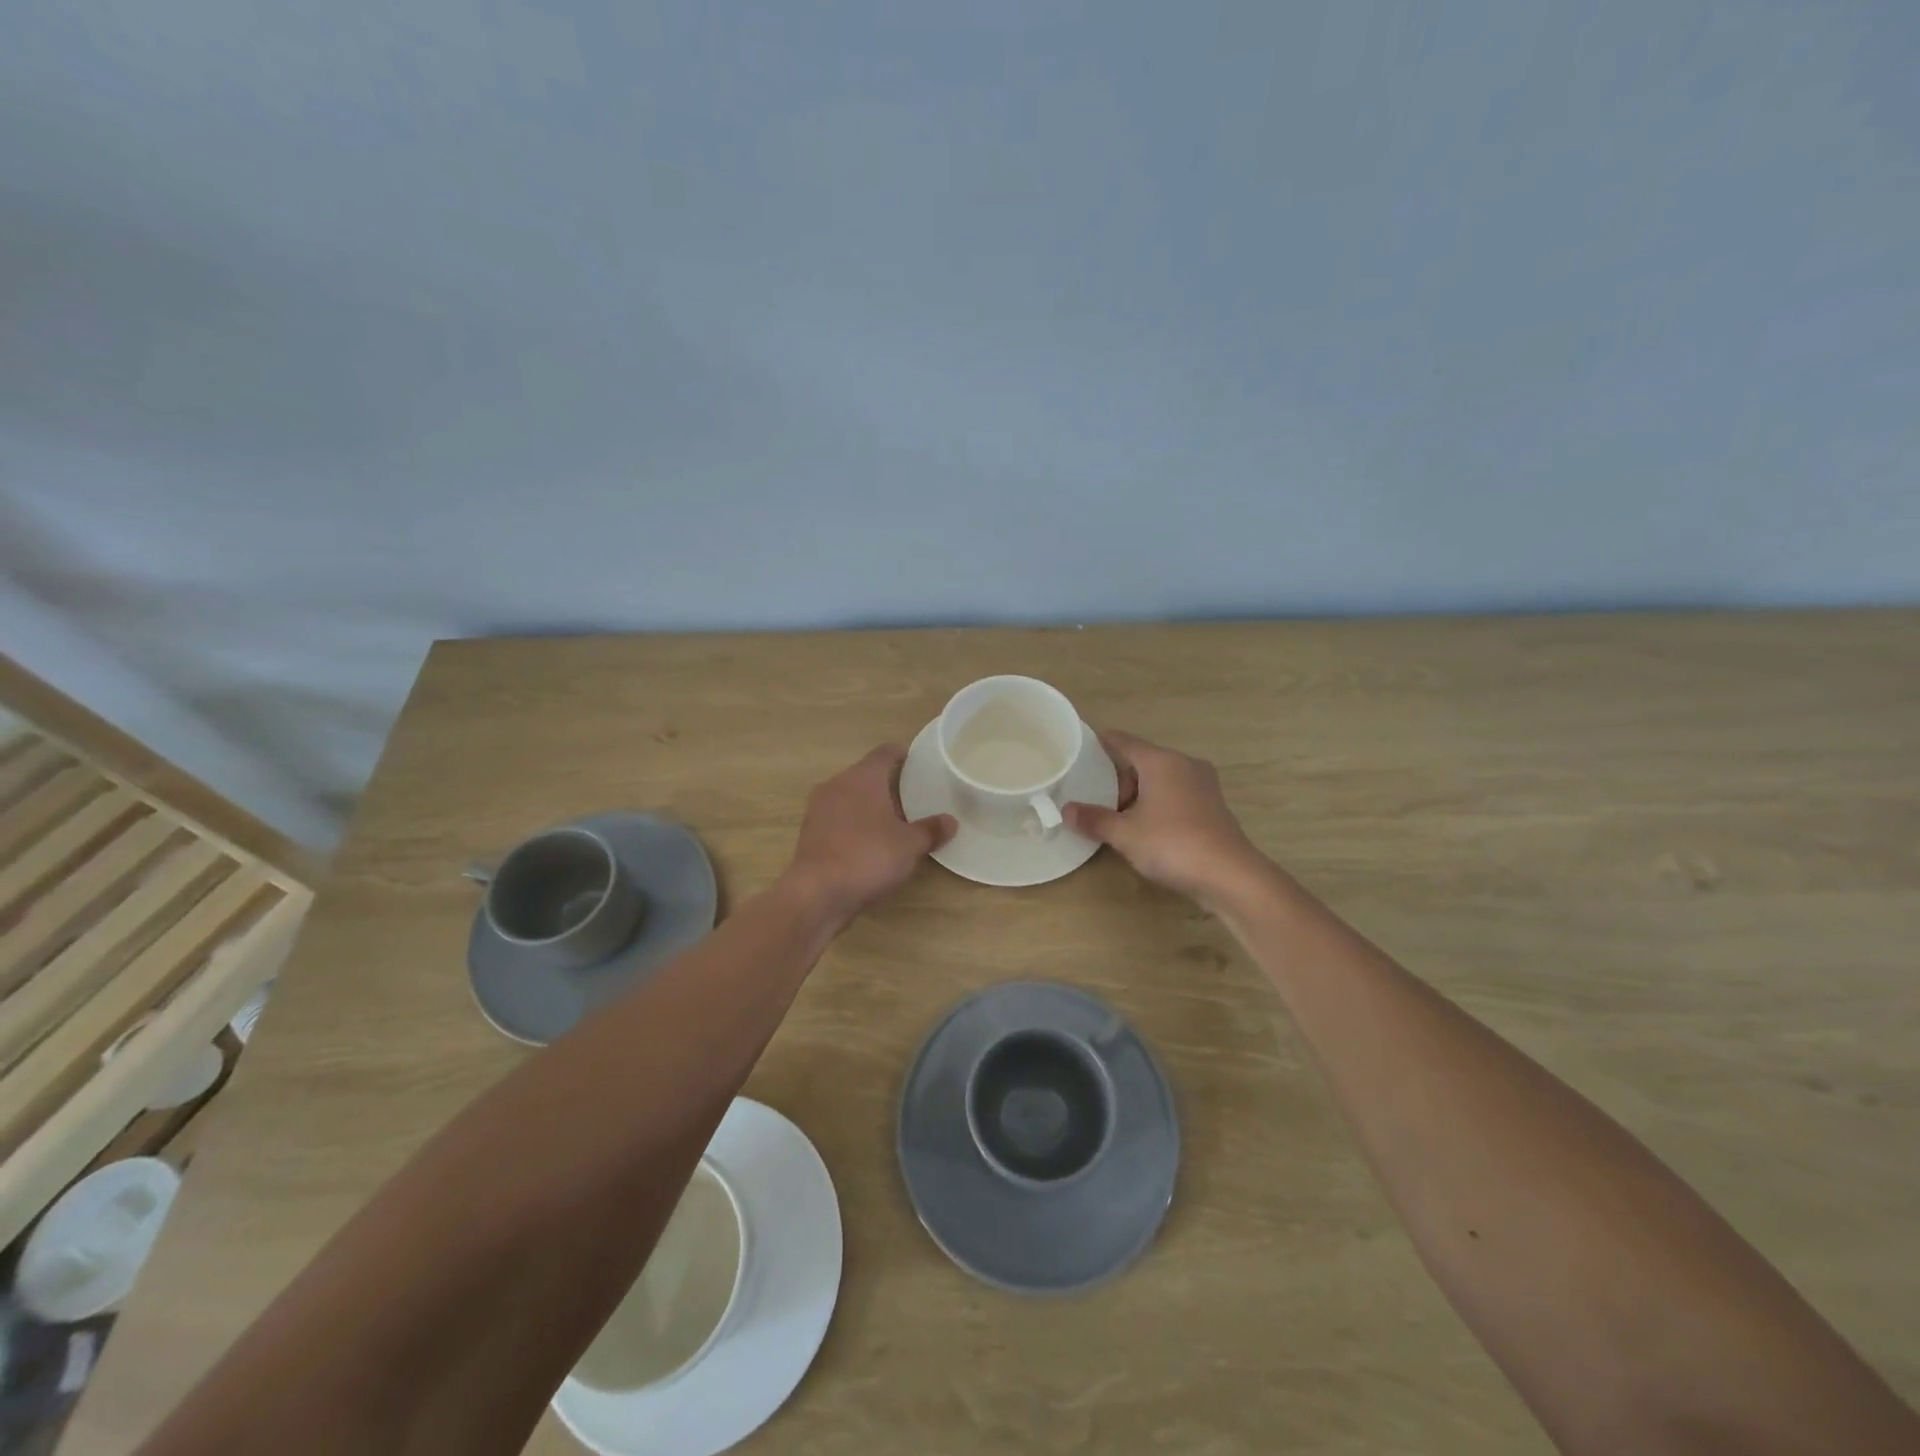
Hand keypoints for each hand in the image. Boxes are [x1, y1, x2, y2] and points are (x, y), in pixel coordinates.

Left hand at [783, 745, 955, 924]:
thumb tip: (950, 822)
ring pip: (848, 797)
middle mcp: (837, 785)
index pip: (883, 753)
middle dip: (886, 784)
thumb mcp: (909, 845)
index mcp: (862, 777)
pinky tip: (868, 843)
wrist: (817, 893)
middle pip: (865, 775)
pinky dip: (853, 824)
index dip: (900, 753)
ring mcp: (818, 809)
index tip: (913, 759)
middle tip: (910, 797)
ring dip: (868, 805)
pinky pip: (837, 819)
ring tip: (891, 822)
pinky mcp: (809, 833)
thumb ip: (930, 830)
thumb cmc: (868, 856)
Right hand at [1064, 730, 1268, 906]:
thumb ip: (1094, 819)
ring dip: (1141, 794)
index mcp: (1161, 761)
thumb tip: (1066, 810)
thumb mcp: (1125, 834)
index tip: (1084, 746)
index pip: (1124, 742)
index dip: (1102, 742)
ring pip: (1162, 779)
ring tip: (1121, 819)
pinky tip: (1149, 829)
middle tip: (1099, 802)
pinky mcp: (1214, 806)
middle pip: (1143, 761)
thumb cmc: (1172, 844)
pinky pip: (1177, 795)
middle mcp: (1184, 765)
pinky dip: (1159, 804)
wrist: (1230, 876)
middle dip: (1120, 779)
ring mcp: (1204, 785)